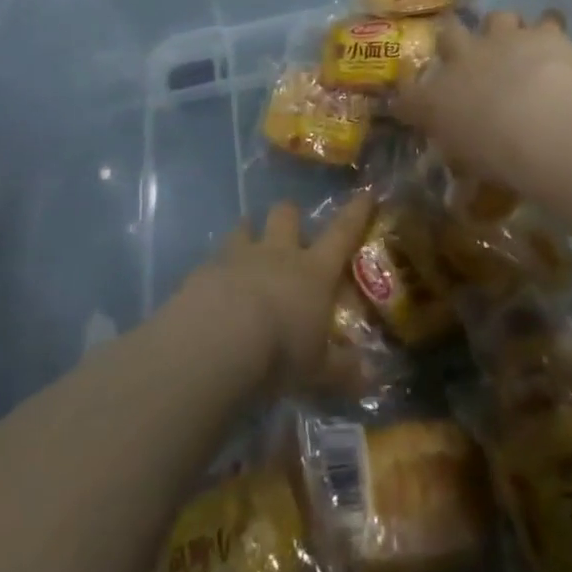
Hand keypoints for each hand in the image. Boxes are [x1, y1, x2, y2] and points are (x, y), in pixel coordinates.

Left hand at [183, 194, 376, 391]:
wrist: (216, 343)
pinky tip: (213, 290)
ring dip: (248, 234)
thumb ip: (342, 370)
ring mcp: (238, 257)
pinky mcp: (204, 270)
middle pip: (286, 214)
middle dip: (290, 216)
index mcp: (313, 271)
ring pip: (244, 227)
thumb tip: (367, 377)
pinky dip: (216, 270)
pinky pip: (212, 260)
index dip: (356, 213)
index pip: (342, 233)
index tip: (365, 194)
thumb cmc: (280, 353)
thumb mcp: (318, 371)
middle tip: (290, 231)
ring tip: (247, 249)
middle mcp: (278, 254)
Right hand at [392, 11, 571, 169]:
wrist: (538, 120)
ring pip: (496, 18)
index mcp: (438, 96)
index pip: (410, 93)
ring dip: (503, 28)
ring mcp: (502, 39)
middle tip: (466, 53)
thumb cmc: (495, 152)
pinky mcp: (541, 33)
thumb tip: (458, 179)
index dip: (411, 94)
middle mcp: (464, 59)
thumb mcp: (470, 165)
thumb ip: (462, 158)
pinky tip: (554, 35)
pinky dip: (550, 26)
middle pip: (449, 35)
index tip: (414, 99)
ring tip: (514, 42)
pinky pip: (548, 20)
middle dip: (454, 40)